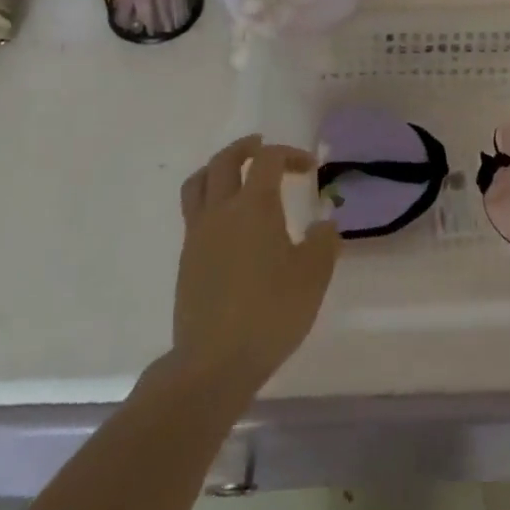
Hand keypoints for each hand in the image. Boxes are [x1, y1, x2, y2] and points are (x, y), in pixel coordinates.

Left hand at [174, 136, 339, 392]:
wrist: (213, 363)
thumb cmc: (270, 313)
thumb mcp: (313, 277)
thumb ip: (323, 242)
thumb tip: (323, 224)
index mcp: (254, 206)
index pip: (268, 160)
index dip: (290, 154)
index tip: (309, 168)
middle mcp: (221, 211)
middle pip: (224, 161)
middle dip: (245, 148)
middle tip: (263, 147)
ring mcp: (197, 235)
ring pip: (199, 183)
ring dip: (218, 169)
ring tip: (235, 174)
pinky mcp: (186, 259)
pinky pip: (193, 212)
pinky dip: (210, 200)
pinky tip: (229, 222)